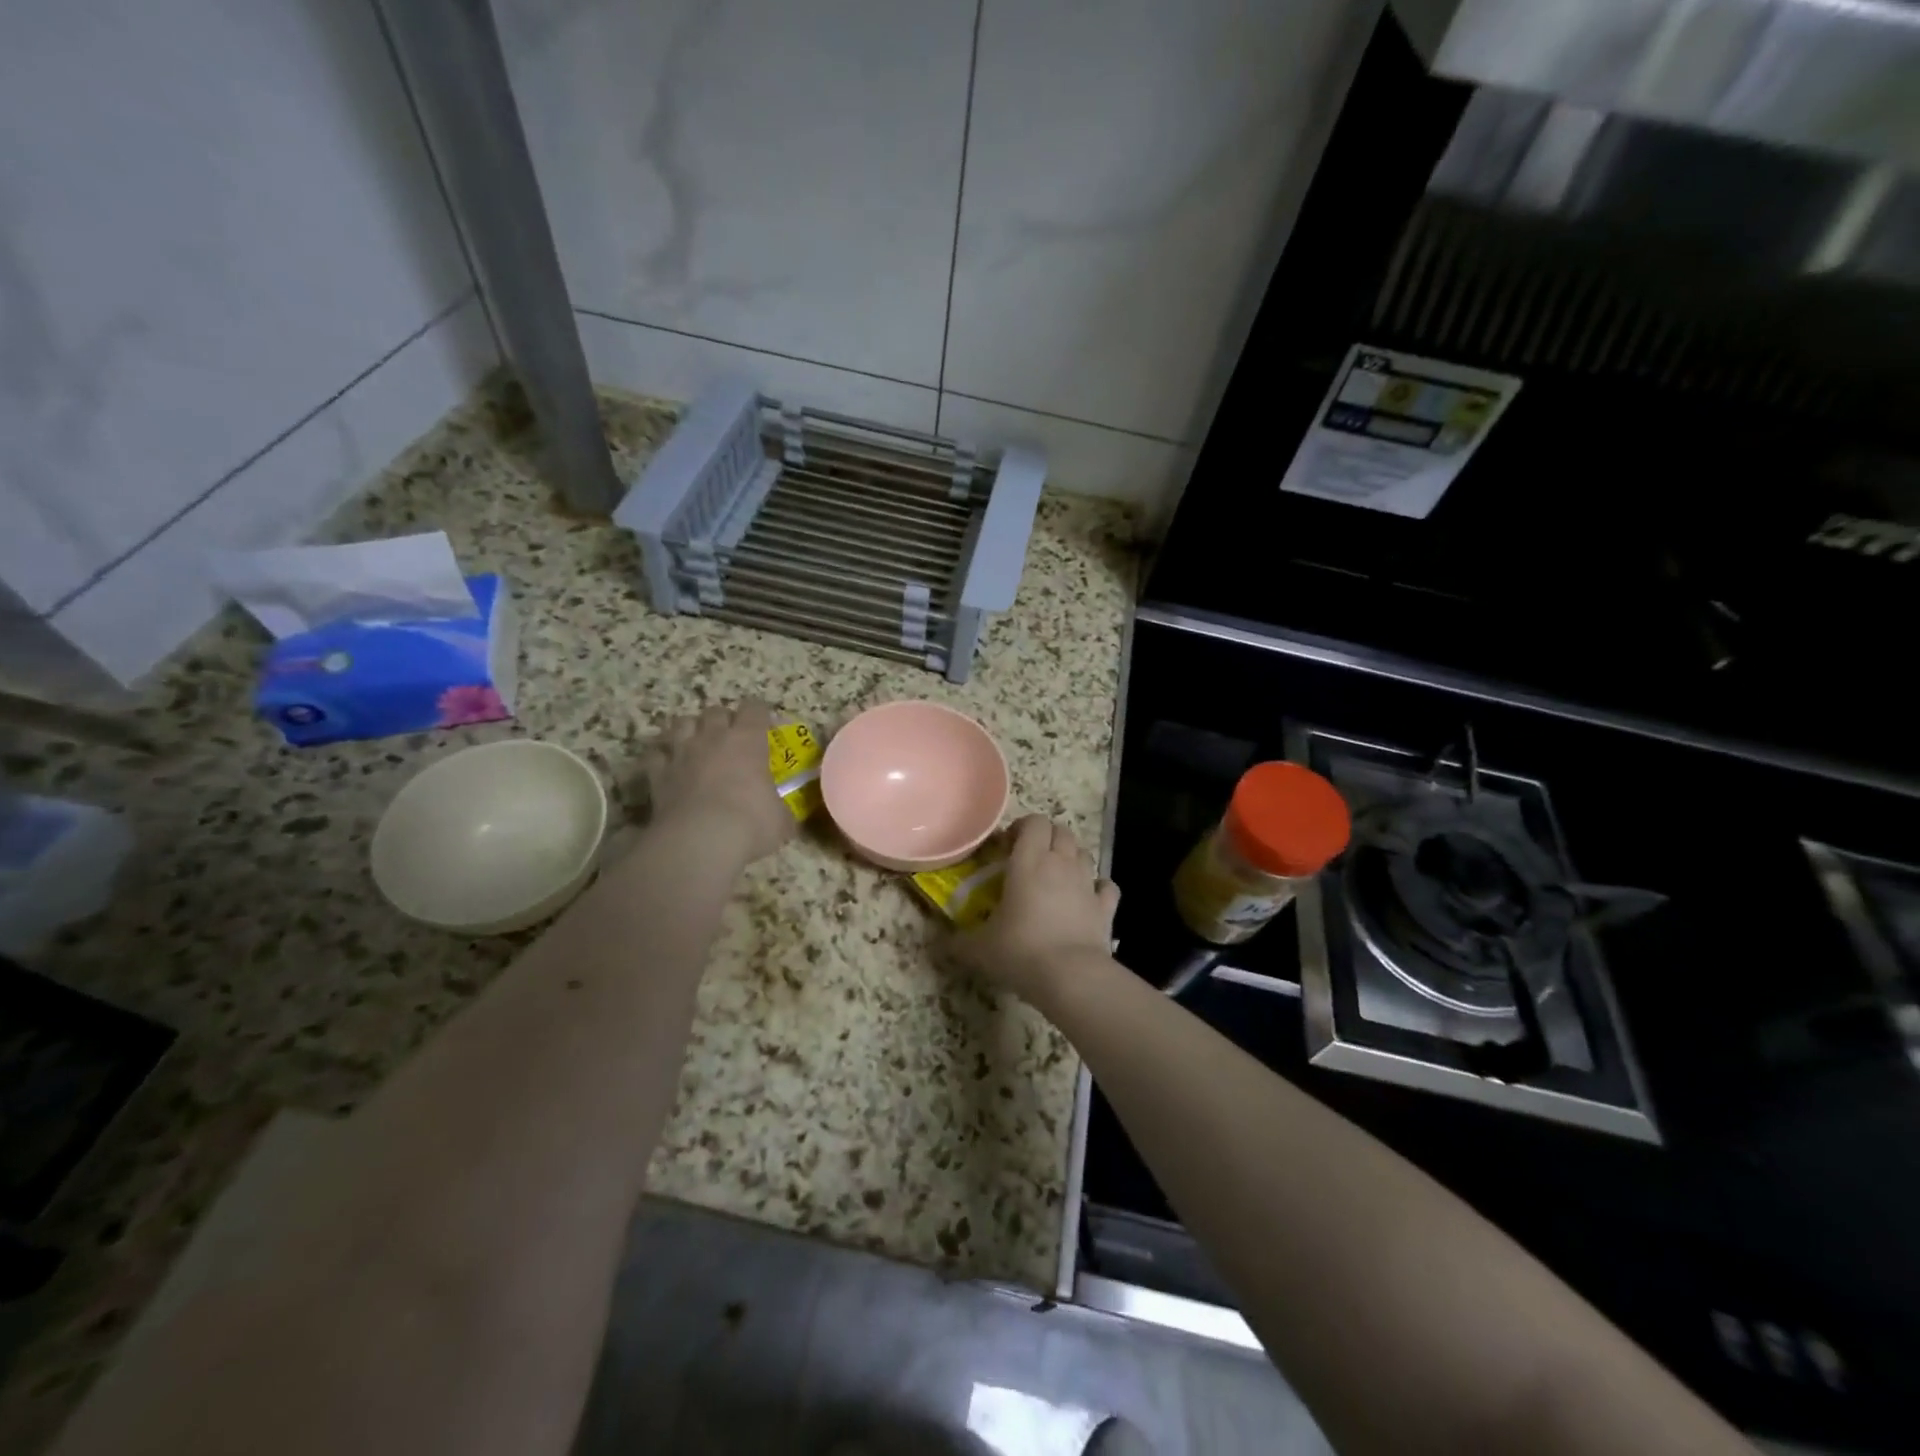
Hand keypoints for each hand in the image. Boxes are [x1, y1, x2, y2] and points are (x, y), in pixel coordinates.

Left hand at [636, 699, 794, 865]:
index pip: (755, 709)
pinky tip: (668, 766)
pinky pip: (655, 754)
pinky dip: (662, 757)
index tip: (765, 725)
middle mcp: (713, 738)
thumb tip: (782, 816)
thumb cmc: (751, 824)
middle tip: (730, 738)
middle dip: (723, 720)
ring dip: (690, 730)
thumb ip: (780, 810)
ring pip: (682, 723)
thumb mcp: (781, 820)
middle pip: (715, 711)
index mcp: (748, 740)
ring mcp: (681, 753)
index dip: (760, 713)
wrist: (700, 840)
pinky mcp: (657, 774)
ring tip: (697, 744)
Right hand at [944, 814, 1119, 1003]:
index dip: (1022, 828)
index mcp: (1029, 861)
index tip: (1007, 848)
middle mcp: (1061, 864)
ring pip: (1083, 853)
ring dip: (1071, 858)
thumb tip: (940, 940)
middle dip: (1046, 838)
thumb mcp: (979, 948)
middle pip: (1061, 831)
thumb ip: (957, 941)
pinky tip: (1086, 899)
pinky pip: (1106, 886)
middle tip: (1029, 859)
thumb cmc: (1020, 951)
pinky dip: (1097, 888)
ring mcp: (1087, 884)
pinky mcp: (1105, 907)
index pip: (1034, 822)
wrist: (1071, 976)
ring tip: (1055, 877)